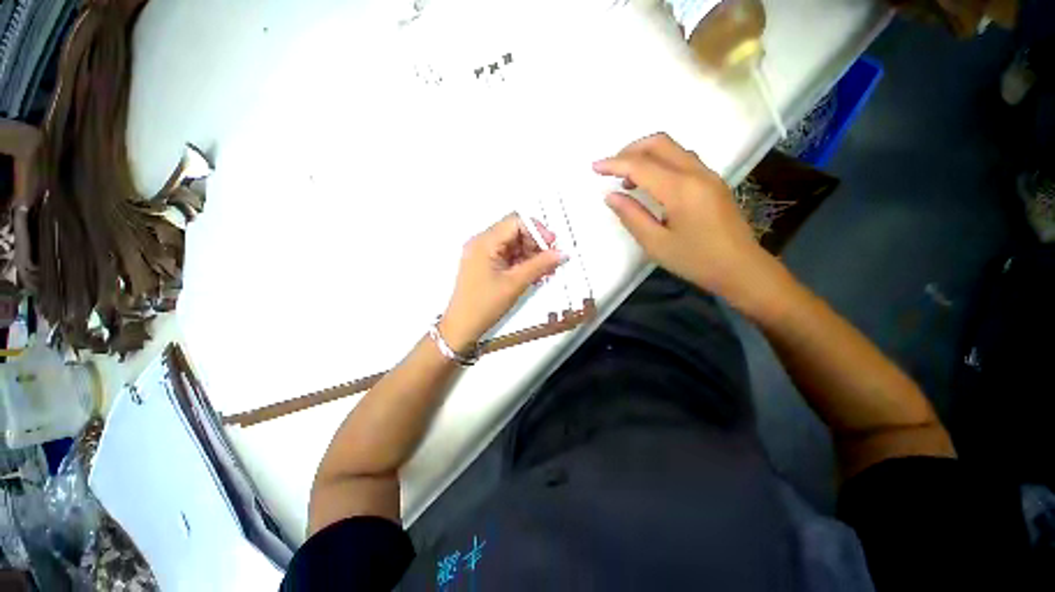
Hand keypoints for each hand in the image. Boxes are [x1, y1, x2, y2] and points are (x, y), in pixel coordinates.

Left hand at [439, 213, 564, 352]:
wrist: (462, 326)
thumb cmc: (486, 304)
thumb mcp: (515, 283)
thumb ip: (540, 265)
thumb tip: (562, 253)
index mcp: (485, 242)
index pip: (515, 222)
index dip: (537, 230)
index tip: (552, 246)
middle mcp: (482, 242)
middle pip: (514, 232)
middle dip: (535, 244)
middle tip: (551, 262)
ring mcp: (482, 253)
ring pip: (513, 245)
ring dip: (531, 255)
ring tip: (546, 271)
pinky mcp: (485, 264)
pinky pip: (507, 256)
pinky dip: (522, 263)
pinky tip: (534, 275)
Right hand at [594, 133, 785, 316]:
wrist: (741, 268)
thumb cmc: (695, 260)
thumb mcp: (656, 244)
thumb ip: (631, 216)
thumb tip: (610, 196)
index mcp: (680, 189)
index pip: (641, 165)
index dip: (614, 163)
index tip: (594, 167)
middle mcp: (696, 173)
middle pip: (660, 143)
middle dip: (630, 150)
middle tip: (611, 168)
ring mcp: (708, 175)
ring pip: (673, 149)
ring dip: (646, 155)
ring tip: (628, 180)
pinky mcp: (713, 182)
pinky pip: (683, 160)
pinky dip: (661, 163)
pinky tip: (651, 184)